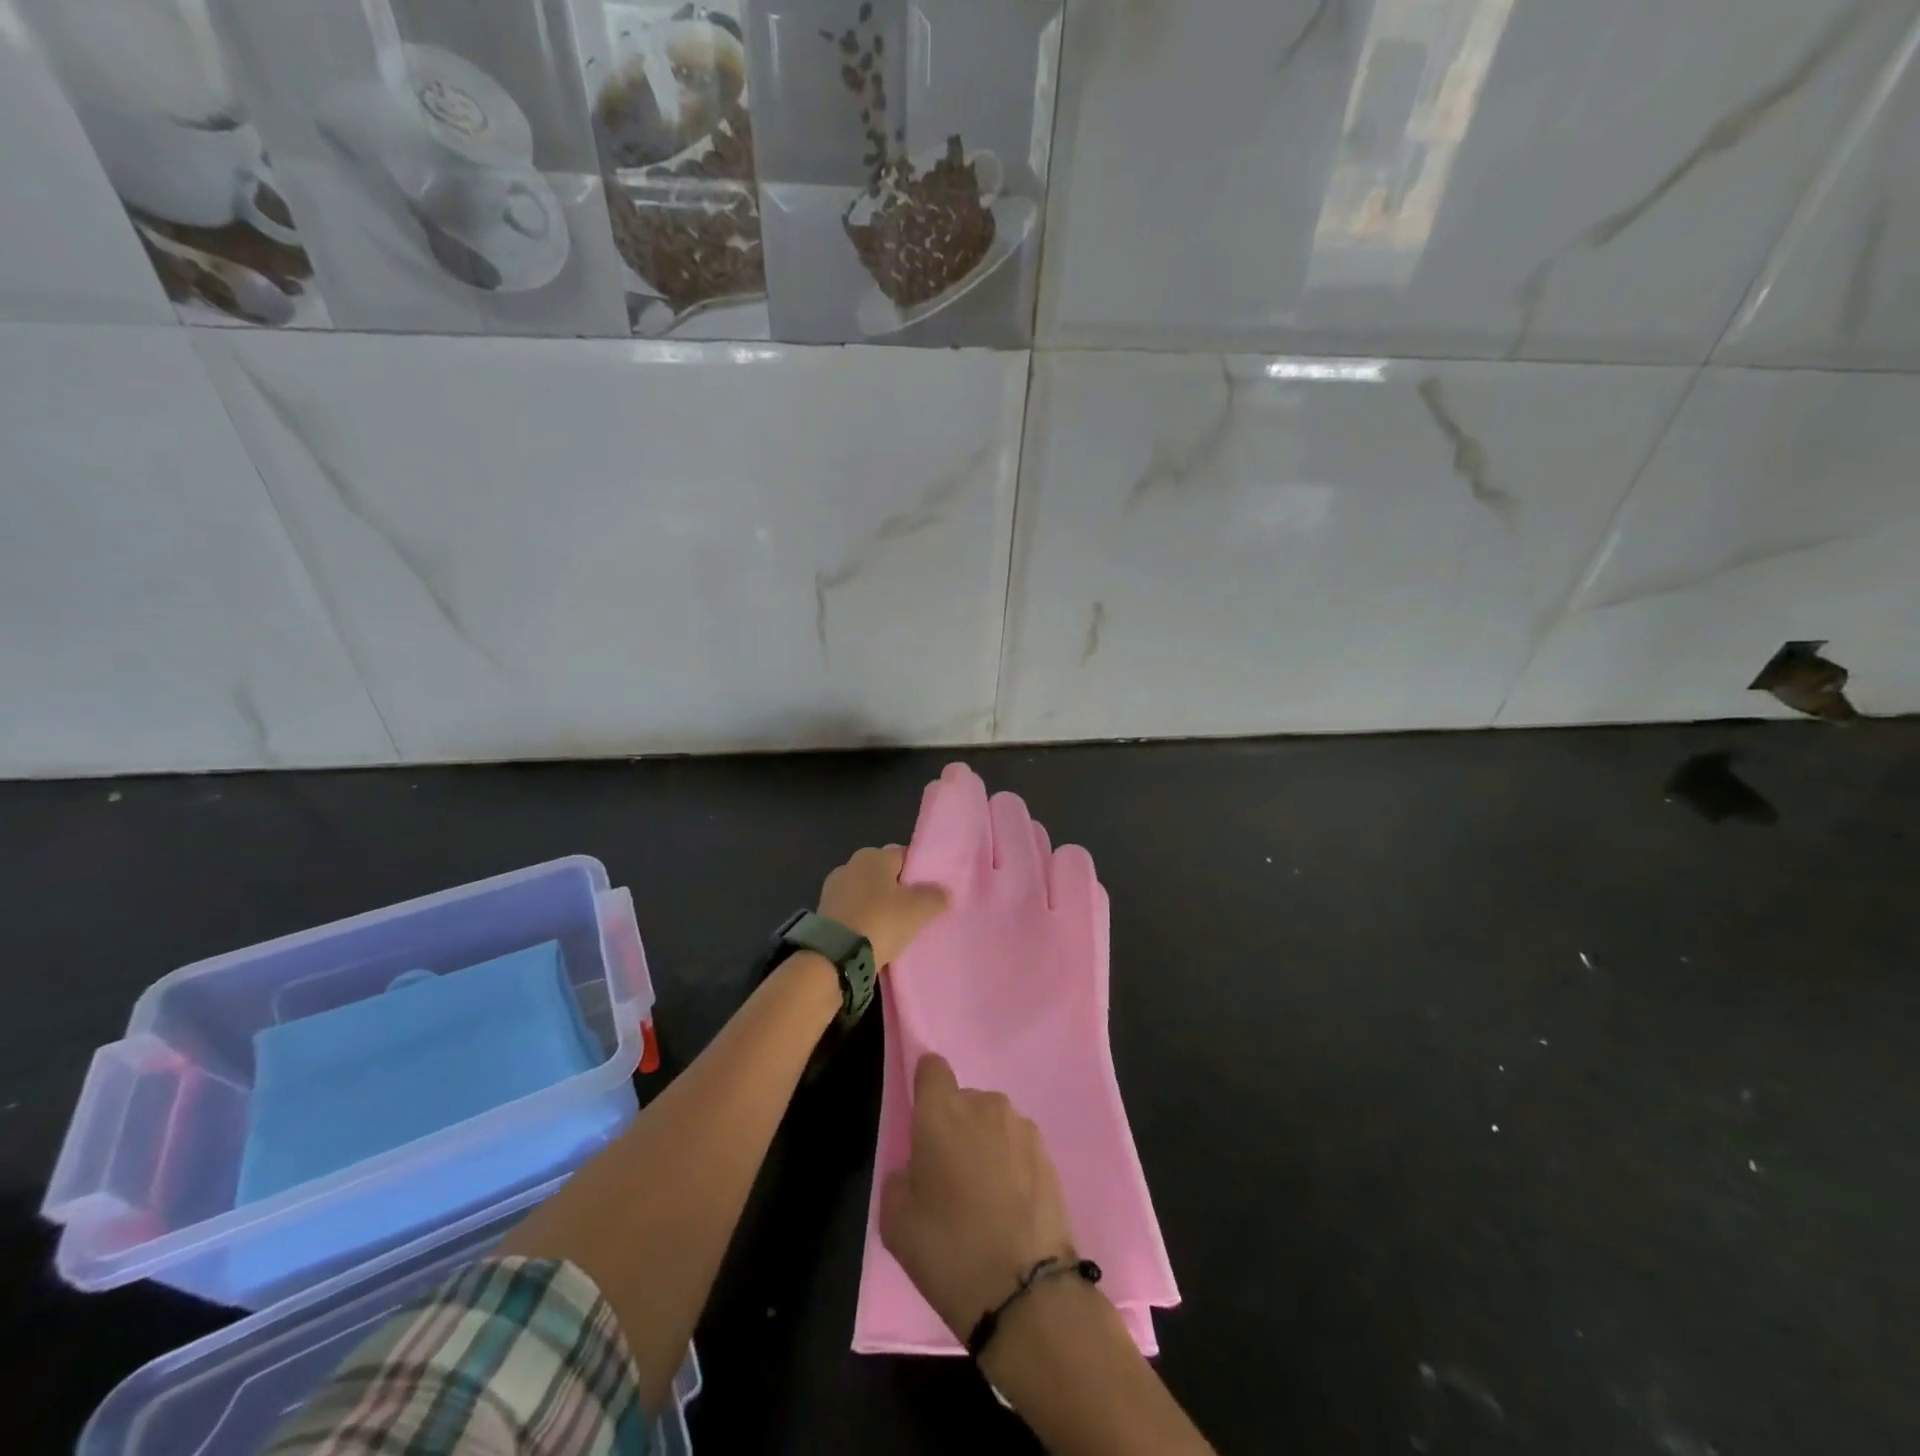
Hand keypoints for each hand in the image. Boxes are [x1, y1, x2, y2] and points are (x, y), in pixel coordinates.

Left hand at [817, 845, 946, 968]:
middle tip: (917, 912)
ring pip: (868, 894)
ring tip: (896, 929)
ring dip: (880, 907)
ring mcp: (833, 888)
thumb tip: (943, 892)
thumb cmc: (880, 922)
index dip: (921, 873)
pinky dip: (864, 920)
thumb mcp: (918, 910)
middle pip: (885, 875)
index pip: (905, 856)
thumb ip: (935, 897)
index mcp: (874, 855)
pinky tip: (875, 938)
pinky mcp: (824, 913)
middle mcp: (851, 864)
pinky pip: (854, 912)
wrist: (834, 957)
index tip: (933, 892)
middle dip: (899, 890)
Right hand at [880, 1053, 1076, 1340]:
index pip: (931, 1068)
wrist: (1025, 1291)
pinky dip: (1010, 1165)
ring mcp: (1021, 1127)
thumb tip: (916, 1168)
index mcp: (941, 1111)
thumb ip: (900, 1177)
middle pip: (963, 1100)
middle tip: (948, 1175)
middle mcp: (983, 1105)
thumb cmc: (948, 1250)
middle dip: (954, 1126)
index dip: (925, 1087)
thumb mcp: (896, 1220)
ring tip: (982, 1196)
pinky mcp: (1048, 1153)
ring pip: (992, 1123)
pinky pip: (1017, 1146)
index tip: (921, 1119)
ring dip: (985, 1144)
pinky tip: (1008, 1207)